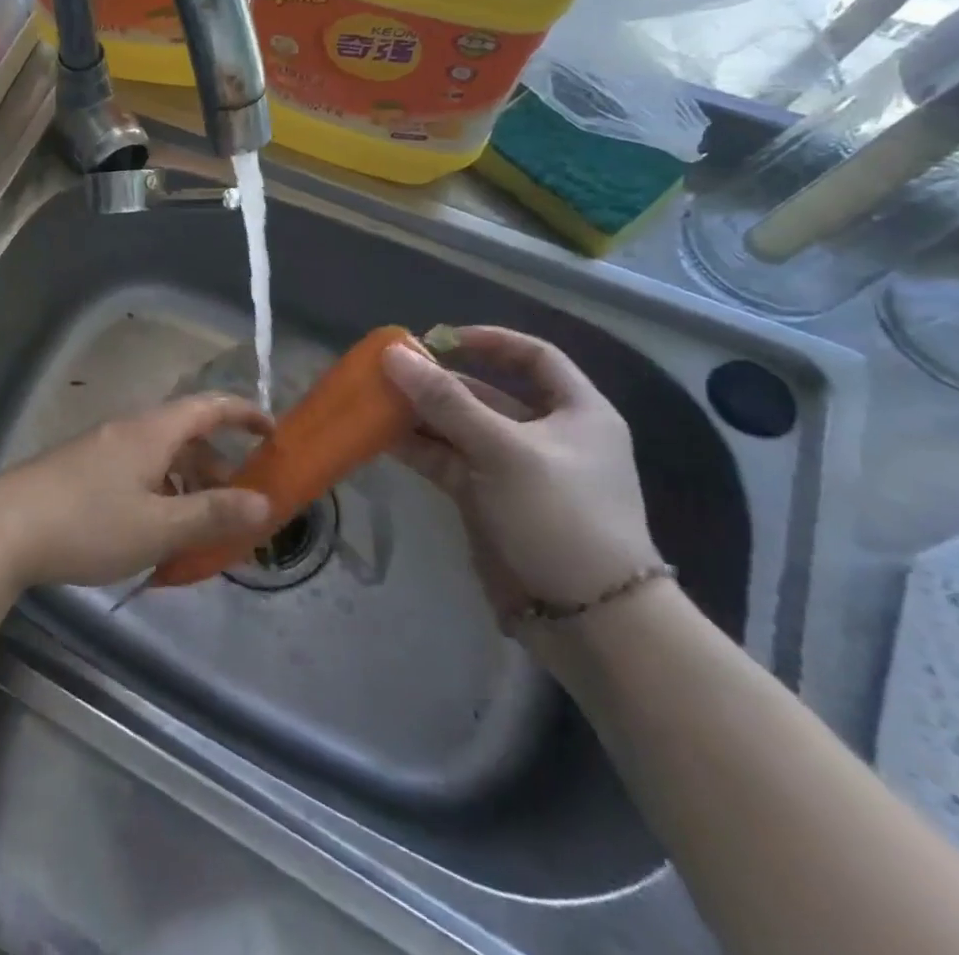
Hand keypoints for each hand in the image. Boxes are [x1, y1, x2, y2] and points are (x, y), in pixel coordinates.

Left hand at [0, 395, 274, 589]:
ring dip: (186, 484)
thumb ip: (213, 514)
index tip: (273, 434)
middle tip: (239, 507)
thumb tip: (267, 502)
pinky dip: (157, 492)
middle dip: (218, 465)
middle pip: (184, 434)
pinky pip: (134, 471)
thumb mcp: (158, 526)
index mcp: (150, 432)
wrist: (1, 528)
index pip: (208, 405)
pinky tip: (152, 532)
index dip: (244, 413)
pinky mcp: (78, 470)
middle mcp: (126, 430)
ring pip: (158, 456)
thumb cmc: (87, 524)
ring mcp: (98, 449)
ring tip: (199, 529)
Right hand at [381, 326, 660, 623]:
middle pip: (484, 392)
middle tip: (387, 371)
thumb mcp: (504, 450)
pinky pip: (444, 460)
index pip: (533, 357)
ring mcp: (511, 468)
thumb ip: (446, 401)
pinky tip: (378, 436)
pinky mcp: (484, 498)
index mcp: (575, 412)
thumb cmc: (561, 517)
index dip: (488, 340)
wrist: (586, 619)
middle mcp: (543, 434)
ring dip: (418, 413)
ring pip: (457, 427)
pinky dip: (414, 446)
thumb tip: (393, 354)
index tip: (439, 339)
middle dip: (436, 381)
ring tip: (372, 400)